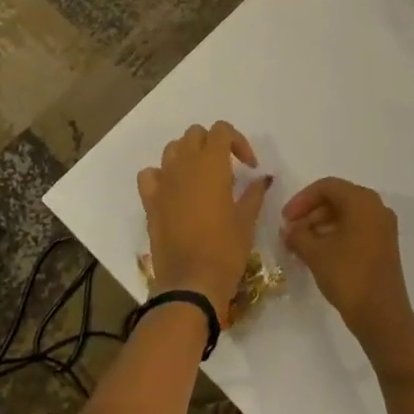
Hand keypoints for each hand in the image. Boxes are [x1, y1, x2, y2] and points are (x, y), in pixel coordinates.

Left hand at [138, 122, 268, 321]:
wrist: (190, 284)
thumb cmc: (225, 249)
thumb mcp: (247, 220)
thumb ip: (254, 193)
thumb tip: (263, 179)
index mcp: (212, 164)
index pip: (222, 130)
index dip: (238, 142)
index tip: (249, 166)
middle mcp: (185, 164)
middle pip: (196, 134)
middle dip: (213, 144)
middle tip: (227, 168)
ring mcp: (164, 181)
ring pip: (172, 148)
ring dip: (188, 154)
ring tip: (201, 177)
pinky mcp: (150, 201)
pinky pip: (150, 174)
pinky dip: (161, 174)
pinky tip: (173, 189)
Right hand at [281, 179, 413, 376]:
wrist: (383, 318)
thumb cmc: (349, 277)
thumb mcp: (316, 253)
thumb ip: (298, 235)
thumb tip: (288, 229)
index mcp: (362, 201)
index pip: (327, 187)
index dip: (302, 200)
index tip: (284, 219)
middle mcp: (376, 207)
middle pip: (337, 199)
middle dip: (310, 213)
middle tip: (290, 232)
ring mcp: (383, 227)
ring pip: (346, 215)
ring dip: (320, 225)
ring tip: (300, 245)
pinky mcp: (384, 246)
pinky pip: (355, 229)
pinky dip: (335, 235)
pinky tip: (318, 253)